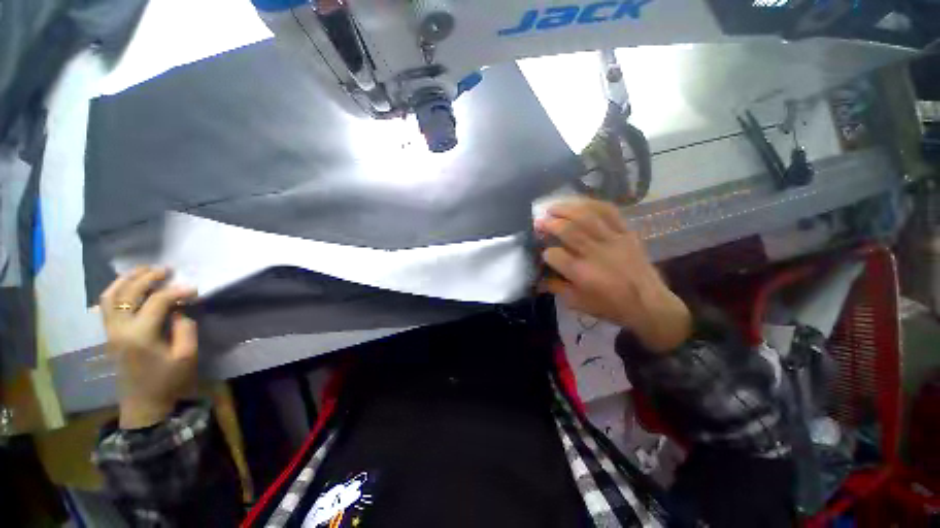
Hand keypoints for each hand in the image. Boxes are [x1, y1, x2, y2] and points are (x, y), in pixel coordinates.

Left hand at [99, 267, 198, 428]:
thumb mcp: (186, 356)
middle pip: (129, 292)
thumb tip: (179, 309)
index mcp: (140, 335)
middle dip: (148, 277)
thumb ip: (185, 328)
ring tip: (144, 271)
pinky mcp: (109, 334)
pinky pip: (107, 305)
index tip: (194, 289)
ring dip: (127, 279)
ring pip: (110, 295)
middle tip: (166, 269)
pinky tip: (130, 286)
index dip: (177, 291)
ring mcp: (111, 331)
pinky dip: (117, 290)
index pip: (157, 301)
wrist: (143, 403)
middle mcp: (120, 328)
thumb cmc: (168, 381)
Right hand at [536, 199, 691, 352]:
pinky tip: (579, 203)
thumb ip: (556, 288)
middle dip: (550, 223)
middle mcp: (596, 253)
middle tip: (538, 220)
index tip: (543, 253)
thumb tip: (538, 280)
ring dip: (566, 209)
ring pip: (587, 217)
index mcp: (582, 273)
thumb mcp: (579, 303)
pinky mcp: (626, 233)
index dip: (545, 253)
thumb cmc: (611, 306)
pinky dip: (592, 204)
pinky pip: (610, 212)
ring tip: (553, 206)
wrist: (649, 304)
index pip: (554, 255)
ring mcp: (613, 240)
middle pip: (569, 231)